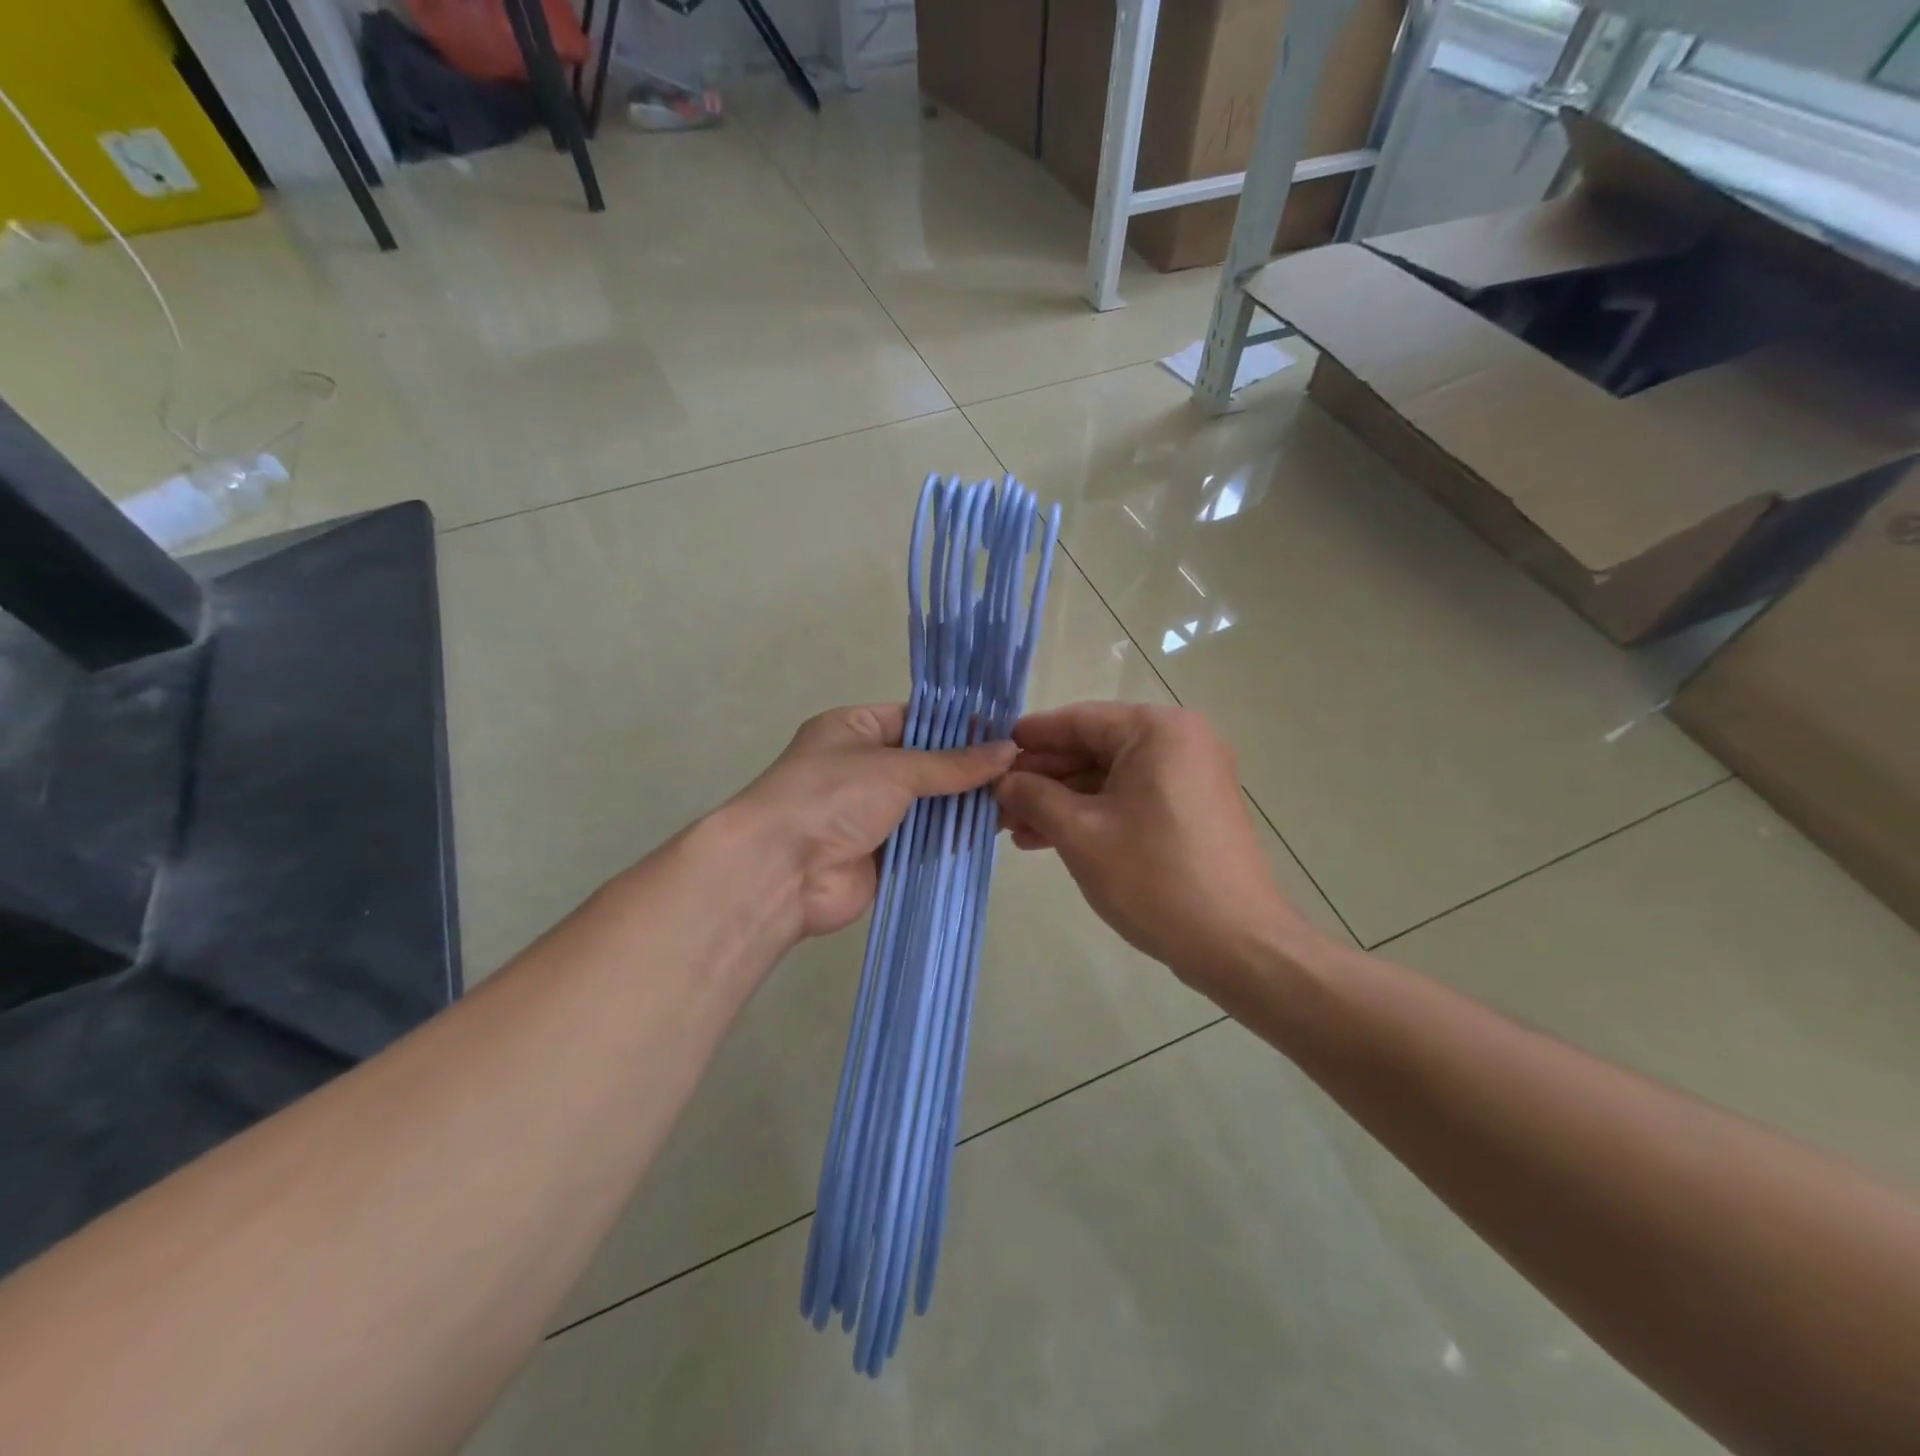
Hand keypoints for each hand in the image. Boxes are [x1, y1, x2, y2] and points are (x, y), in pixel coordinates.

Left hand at [728, 704, 1015, 942]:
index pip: (915, 718)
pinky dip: (953, 836)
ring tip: (1019, 796)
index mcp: (854, 728)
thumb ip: (953, 764)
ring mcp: (872, 812)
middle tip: (1023, 767)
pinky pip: (926, 840)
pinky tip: (995, 830)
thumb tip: (1009, 750)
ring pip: (930, 803)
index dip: (959, 724)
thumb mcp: (895, 767)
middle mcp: (863, 767)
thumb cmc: (831, 796)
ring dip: (965, 803)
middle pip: (927, 763)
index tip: (1006, 729)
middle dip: (969, 768)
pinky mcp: (883, 853)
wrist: (781, 871)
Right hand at [995, 702, 1320, 988]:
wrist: (1236, 943)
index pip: (1078, 720)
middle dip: (1043, 777)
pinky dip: (1092, 814)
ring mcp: (1189, 776)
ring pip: (1109, 777)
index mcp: (1157, 730)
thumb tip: (1003, 780)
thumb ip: (1034, 797)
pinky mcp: (1191, 809)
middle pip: (1093, 747)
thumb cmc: (1153, 878)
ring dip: (1062, 801)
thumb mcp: (1080, 833)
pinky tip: (1049, 838)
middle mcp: (1179, 741)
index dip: (1030, 738)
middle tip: (996, 800)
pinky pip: (1130, 798)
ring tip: (1014, 828)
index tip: (990, 752)